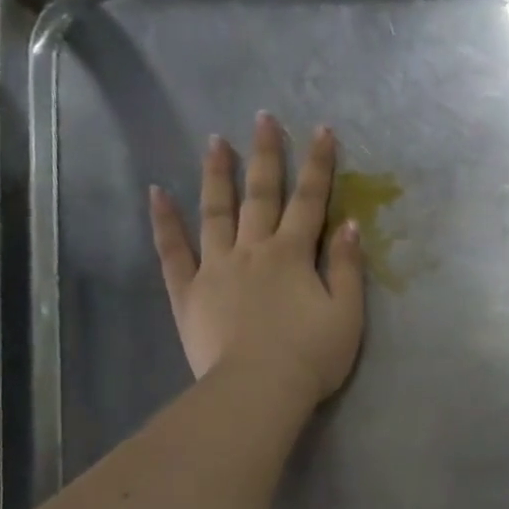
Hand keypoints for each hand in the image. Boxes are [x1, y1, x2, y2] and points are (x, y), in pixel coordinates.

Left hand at [149, 112, 363, 401]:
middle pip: (260, 195)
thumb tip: (350, 226)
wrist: (259, 389)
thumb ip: (347, 268)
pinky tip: (157, 193)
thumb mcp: (347, 314)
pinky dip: (165, 221)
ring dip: (217, 175)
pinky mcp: (188, 292)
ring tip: (215, 141)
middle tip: (263, 118)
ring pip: (215, 212)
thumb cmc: (312, 356)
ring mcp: (215, 268)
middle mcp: (253, 250)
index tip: (321, 130)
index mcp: (293, 255)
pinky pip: (173, 251)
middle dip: (266, 155)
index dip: (318, 165)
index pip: (310, 201)